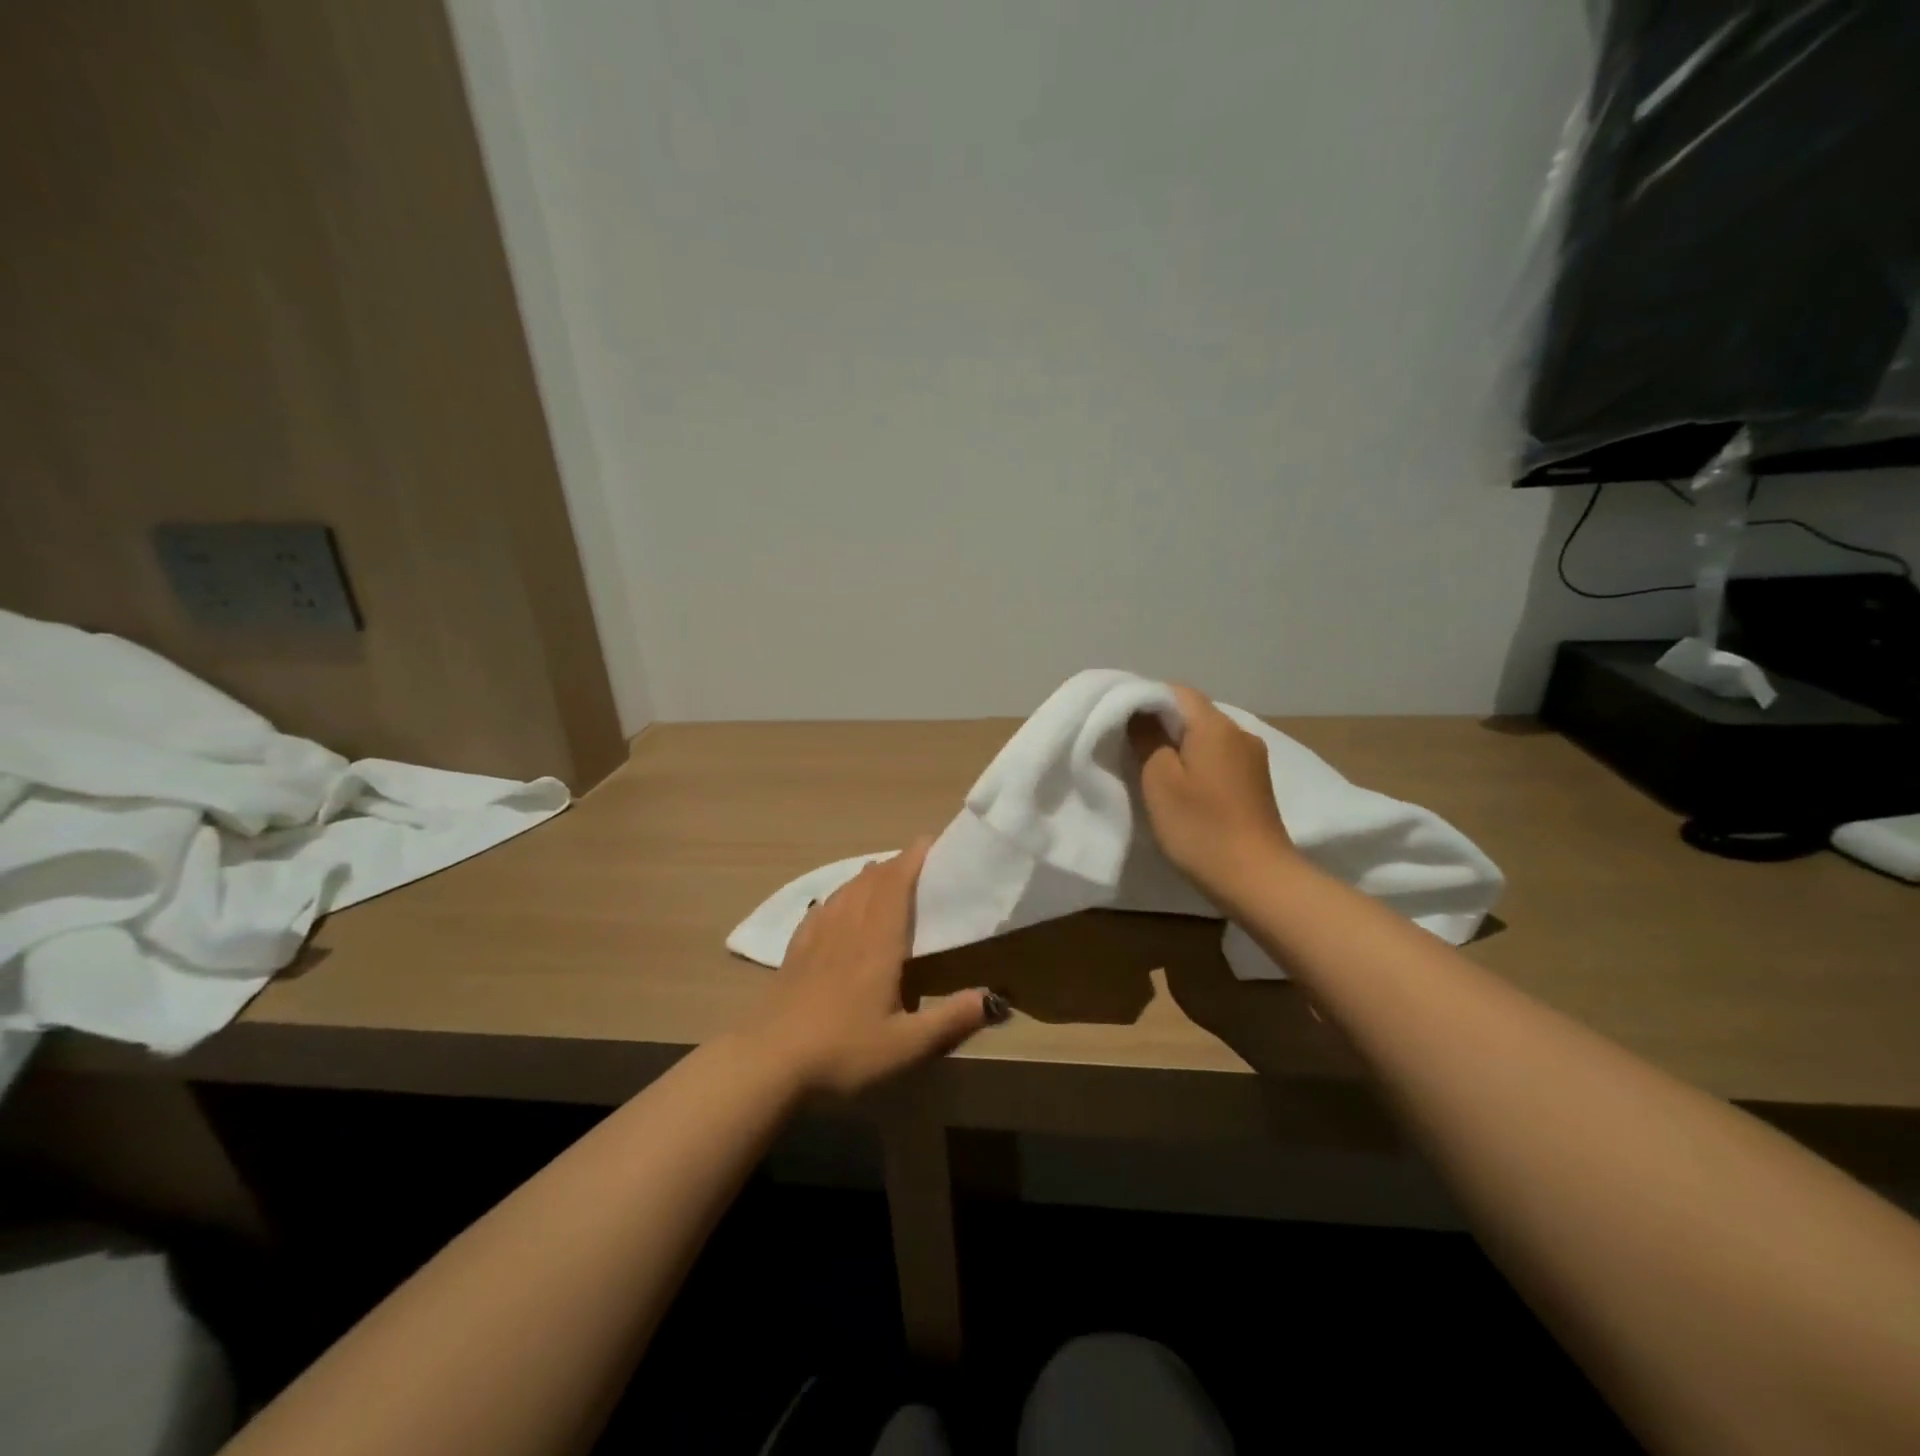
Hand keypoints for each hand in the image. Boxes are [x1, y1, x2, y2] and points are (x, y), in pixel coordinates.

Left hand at [744, 839, 999, 1096]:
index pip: (896, 884)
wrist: (769, 1064)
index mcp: (877, 941)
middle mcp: (847, 928)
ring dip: (868, 876)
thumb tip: (996, 998)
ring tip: (884, 875)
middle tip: (919, 861)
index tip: (932, 841)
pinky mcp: (795, 952)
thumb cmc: (843, 1052)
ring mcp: (816, 937)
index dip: (913, 858)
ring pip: (846, 890)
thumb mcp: (906, 1046)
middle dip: (896, 864)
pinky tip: (836, 904)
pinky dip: (838, 896)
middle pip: (871, 881)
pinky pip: (821, 909)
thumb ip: (952, 1020)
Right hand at [1128, 684, 1296, 906]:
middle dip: (1161, 724)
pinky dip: (1198, 764)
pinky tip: (1184, 787)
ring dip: (1180, 746)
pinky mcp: (1257, 784)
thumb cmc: (1200, 826)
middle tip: (1130, 746)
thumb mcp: (1159, 780)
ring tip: (1153, 769)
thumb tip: (1141, 714)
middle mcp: (1240, 733)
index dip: (1146, 699)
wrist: (1257, 879)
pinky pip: (1220, 759)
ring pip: (1207, 738)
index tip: (1121, 720)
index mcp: (1215, 726)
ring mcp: (1253, 760)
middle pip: (1194, 713)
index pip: (1177, 692)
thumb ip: (1146, 738)